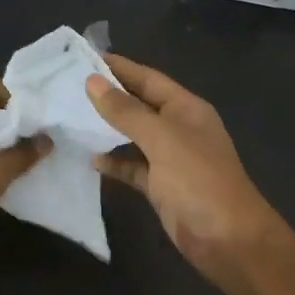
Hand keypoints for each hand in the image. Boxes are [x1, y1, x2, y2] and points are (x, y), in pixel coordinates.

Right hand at [86, 54, 289, 286]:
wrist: (227, 238)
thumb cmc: (198, 180)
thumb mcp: (162, 139)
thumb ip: (126, 111)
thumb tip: (92, 82)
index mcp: (187, 109)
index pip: (148, 79)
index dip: (119, 67)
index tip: (83, 56)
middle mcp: (179, 129)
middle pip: (140, 105)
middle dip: (109, 96)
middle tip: (68, 86)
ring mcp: (171, 159)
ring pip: (134, 137)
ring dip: (108, 129)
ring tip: (71, 118)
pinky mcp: (162, 187)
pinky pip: (134, 168)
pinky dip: (115, 163)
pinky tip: (91, 160)